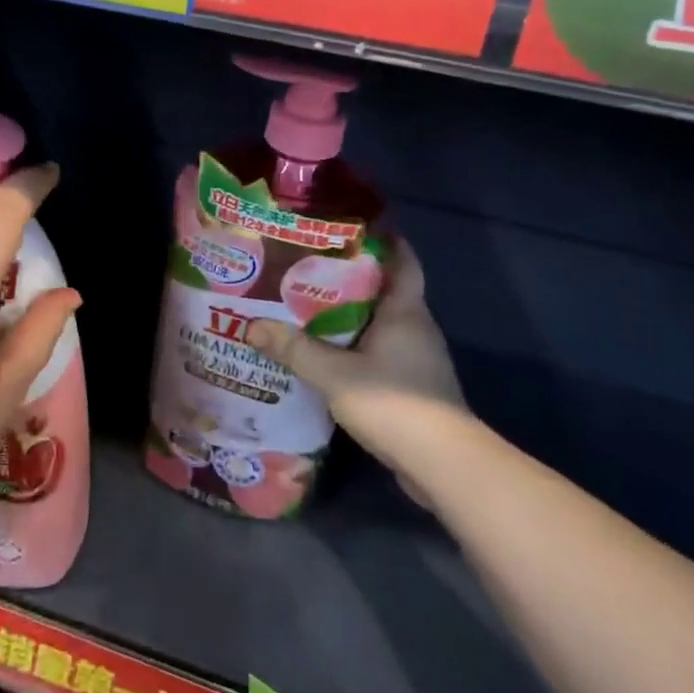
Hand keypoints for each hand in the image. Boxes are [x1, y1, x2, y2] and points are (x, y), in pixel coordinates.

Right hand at [245, 241, 467, 478]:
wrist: (441, 464)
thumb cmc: (393, 403)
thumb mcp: (334, 374)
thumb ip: (294, 350)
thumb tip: (251, 326)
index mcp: (405, 312)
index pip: (403, 262)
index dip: (385, 241)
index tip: (354, 228)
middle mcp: (417, 328)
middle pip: (386, 292)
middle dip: (352, 279)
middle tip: (310, 269)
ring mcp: (419, 360)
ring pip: (382, 325)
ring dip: (352, 317)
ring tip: (310, 310)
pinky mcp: (414, 388)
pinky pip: (381, 354)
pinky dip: (357, 348)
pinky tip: (328, 356)